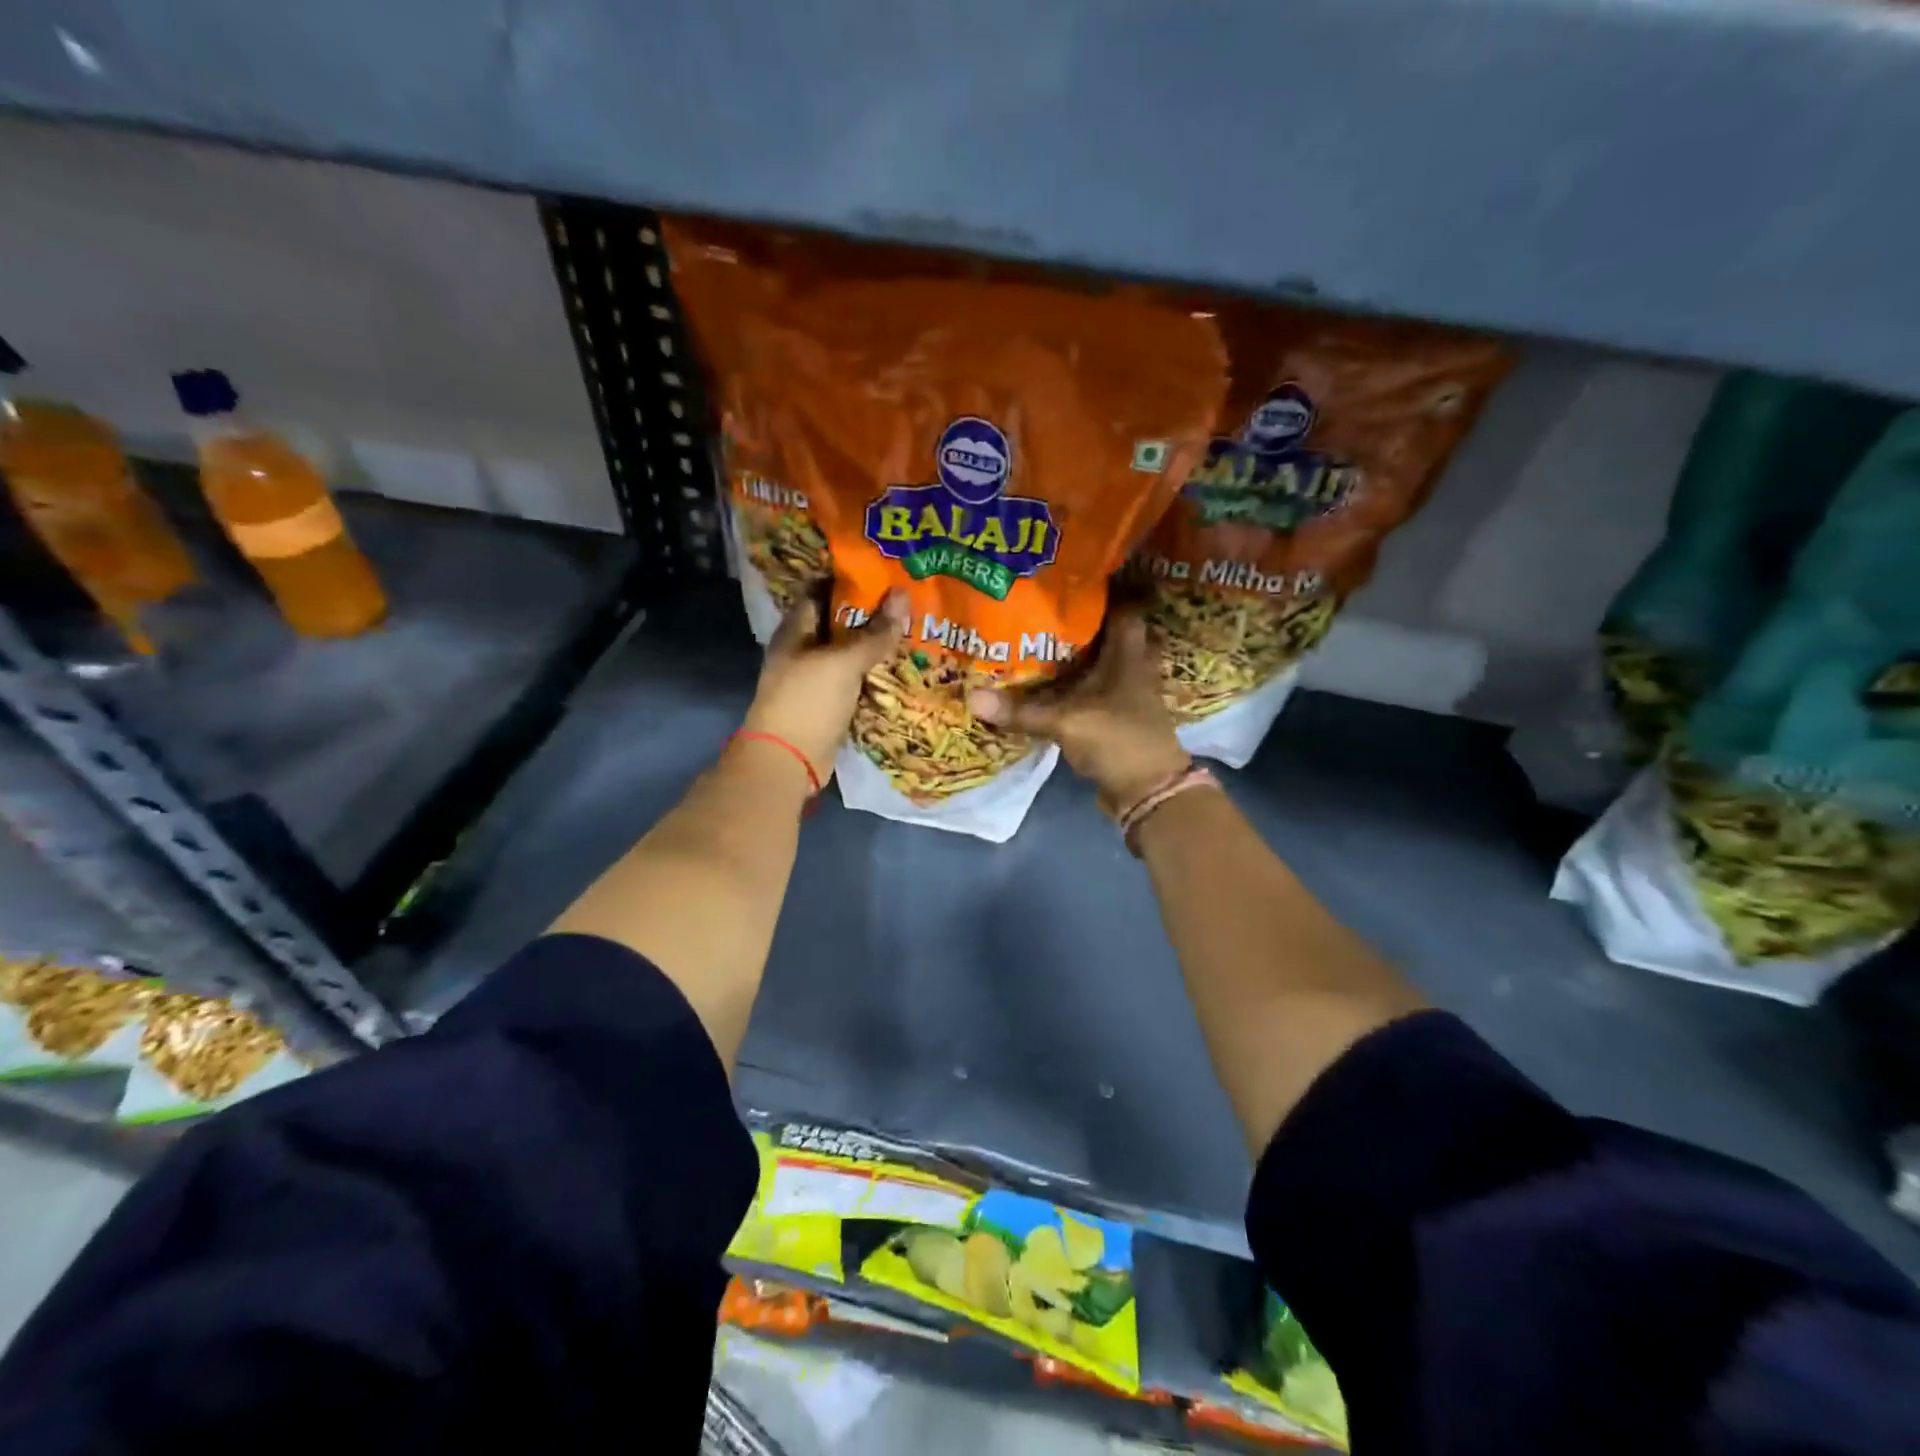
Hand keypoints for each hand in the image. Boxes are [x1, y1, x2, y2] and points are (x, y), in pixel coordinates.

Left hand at [744, 589, 909, 781]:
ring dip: (876, 644)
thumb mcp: (843, 662)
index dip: (849, 579)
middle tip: (909, 599)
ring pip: (850, 653)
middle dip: (871, 612)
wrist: (788, 761)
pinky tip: (903, 666)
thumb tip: (902, 595)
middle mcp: (804, 650)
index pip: (821, 591)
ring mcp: (816, 679)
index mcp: (796, 630)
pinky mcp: (830, 703)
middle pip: (840, 622)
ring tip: (914, 627)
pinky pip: (856, 680)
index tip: (884, 571)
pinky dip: (875, 673)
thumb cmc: (807, 701)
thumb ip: (874, 633)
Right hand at [967, 609, 1189, 813]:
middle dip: (1083, 623)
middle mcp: (1132, 667)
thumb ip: (1022, 711)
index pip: (1123, 608)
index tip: (1068, 582)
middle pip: (1110, 633)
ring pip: (1101, 662)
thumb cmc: (1117, 740)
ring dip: (1078, 655)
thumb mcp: (1066, 722)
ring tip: (1039, 641)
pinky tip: (1048, 684)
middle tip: (1046, 611)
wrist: (1149, 791)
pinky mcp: (1118, 716)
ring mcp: (1127, 693)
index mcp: (1128, 655)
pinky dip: (1075, 685)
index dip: (1101, 592)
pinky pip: (1094, 690)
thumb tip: (974, 697)